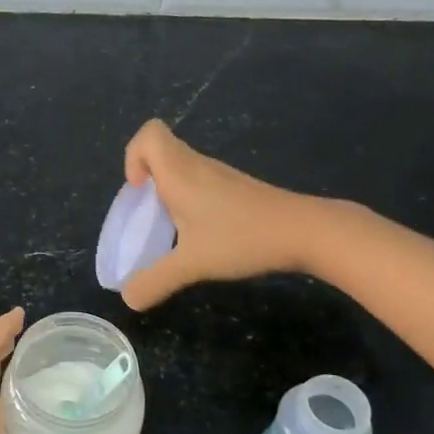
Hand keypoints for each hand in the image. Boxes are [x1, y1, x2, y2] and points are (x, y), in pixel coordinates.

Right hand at [120, 119, 322, 310]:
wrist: (305, 232)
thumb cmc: (242, 238)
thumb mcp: (192, 265)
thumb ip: (155, 281)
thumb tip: (128, 298)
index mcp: (180, 173)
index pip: (149, 135)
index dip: (133, 156)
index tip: (138, 191)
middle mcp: (197, 166)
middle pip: (162, 150)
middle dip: (146, 179)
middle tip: (150, 215)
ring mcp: (220, 176)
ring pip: (182, 167)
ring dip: (168, 191)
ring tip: (173, 229)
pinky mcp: (237, 188)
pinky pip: (200, 182)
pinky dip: (190, 200)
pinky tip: (203, 233)